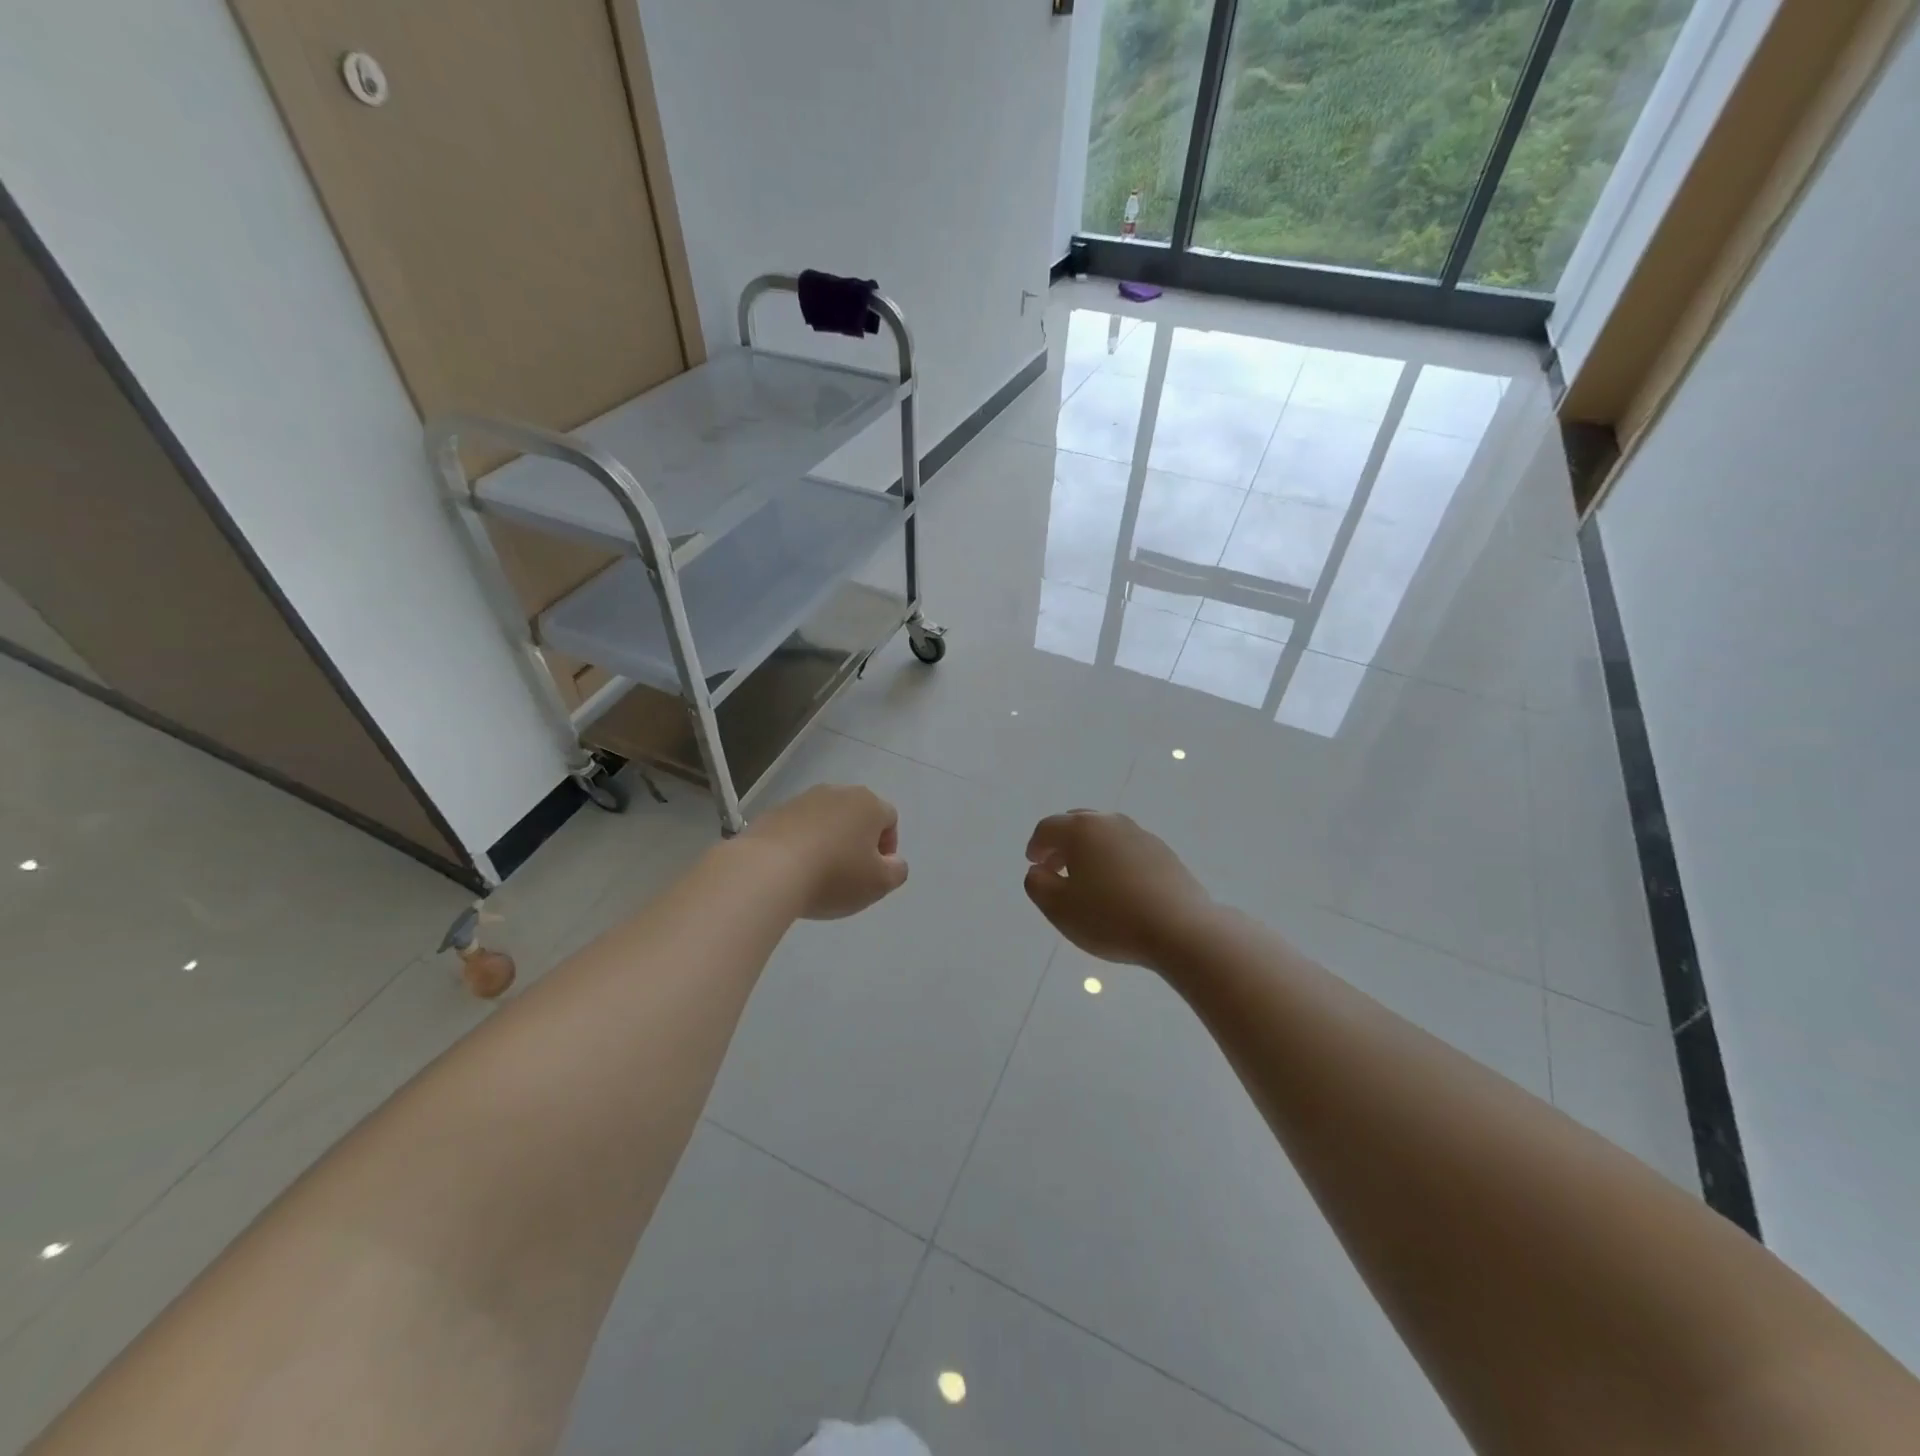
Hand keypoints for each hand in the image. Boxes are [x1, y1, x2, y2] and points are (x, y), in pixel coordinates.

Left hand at [743, 784, 908, 919]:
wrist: (767, 870)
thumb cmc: (834, 875)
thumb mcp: (880, 883)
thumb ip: (896, 871)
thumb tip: (893, 861)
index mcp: (868, 804)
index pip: (889, 820)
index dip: (887, 848)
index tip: (874, 874)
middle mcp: (837, 792)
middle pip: (856, 816)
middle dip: (856, 842)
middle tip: (849, 875)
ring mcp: (801, 800)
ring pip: (825, 821)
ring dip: (827, 842)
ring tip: (817, 875)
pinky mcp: (773, 813)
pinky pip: (796, 829)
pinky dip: (799, 845)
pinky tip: (792, 871)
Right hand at [1023, 811, 1213, 967]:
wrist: (1180, 930)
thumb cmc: (1110, 917)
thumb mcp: (1059, 908)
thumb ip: (1037, 885)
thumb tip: (1038, 870)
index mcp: (1081, 829)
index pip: (1048, 828)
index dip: (1036, 846)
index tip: (1034, 865)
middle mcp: (1111, 822)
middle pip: (1078, 824)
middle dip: (1062, 844)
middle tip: (1056, 869)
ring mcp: (1141, 835)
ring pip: (1105, 835)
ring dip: (1090, 852)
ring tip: (1088, 882)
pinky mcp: (1164, 853)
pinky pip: (1128, 850)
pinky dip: (1115, 861)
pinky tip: (1119, 889)